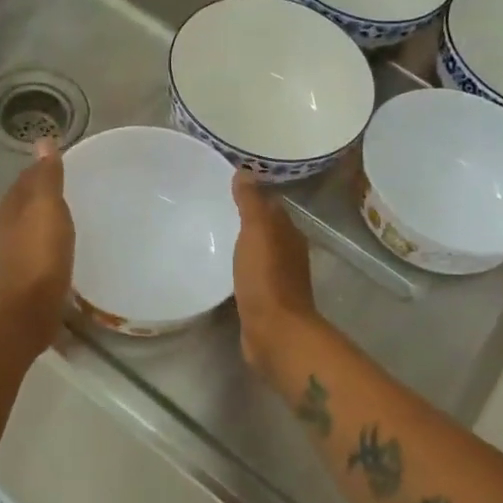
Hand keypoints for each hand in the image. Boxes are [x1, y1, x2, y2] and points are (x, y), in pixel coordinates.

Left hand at [0, 141, 75, 348]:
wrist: (27, 310)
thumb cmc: (39, 255)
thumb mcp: (47, 208)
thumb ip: (46, 176)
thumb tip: (42, 141)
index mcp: (11, 206)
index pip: (28, 177)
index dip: (46, 168)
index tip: (70, 165)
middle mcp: (8, 225)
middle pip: (29, 200)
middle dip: (48, 193)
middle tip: (78, 188)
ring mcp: (15, 251)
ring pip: (34, 225)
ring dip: (50, 218)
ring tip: (76, 215)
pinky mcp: (27, 273)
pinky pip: (41, 247)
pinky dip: (53, 241)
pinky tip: (68, 246)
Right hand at [231, 171, 317, 375]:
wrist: (274, 331)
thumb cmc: (266, 278)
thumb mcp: (257, 232)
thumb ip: (251, 202)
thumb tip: (245, 171)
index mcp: (289, 233)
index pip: (271, 205)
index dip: (253, 195)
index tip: (227, 187)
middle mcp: (288, 252)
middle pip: (267, 229)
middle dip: (246, 219)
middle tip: (214, 209)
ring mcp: (278, 278)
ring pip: (259, 252)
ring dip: (243, 245)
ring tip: (213, 236)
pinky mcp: (265, 300)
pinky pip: (251, 275)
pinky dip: (240, 268)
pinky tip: (222, 268)